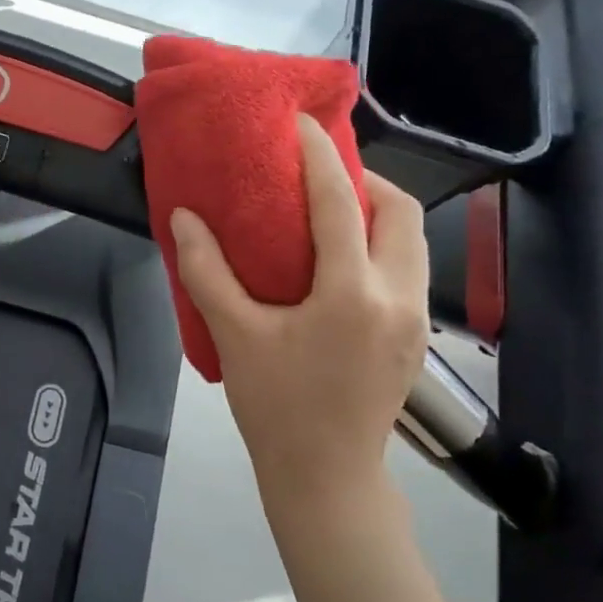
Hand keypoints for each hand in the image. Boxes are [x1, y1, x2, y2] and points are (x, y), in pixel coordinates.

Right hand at [171, 115, 428, 527]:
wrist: (325, 476)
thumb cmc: (275, 405)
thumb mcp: (234, 336)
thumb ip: (207, 272)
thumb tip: (185, 218)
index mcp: (353, 293)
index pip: (341, 203)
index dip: (321, 156)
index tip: (300, 125)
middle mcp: (400, 297)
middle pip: (402, 211)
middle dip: (364, 180)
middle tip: (318, 177)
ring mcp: (417, 319)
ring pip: (413, 241)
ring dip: (378, 213)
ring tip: (330, 214)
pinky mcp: (418, 338)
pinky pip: (409, 269)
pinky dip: (382, 246)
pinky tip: (343, 263)